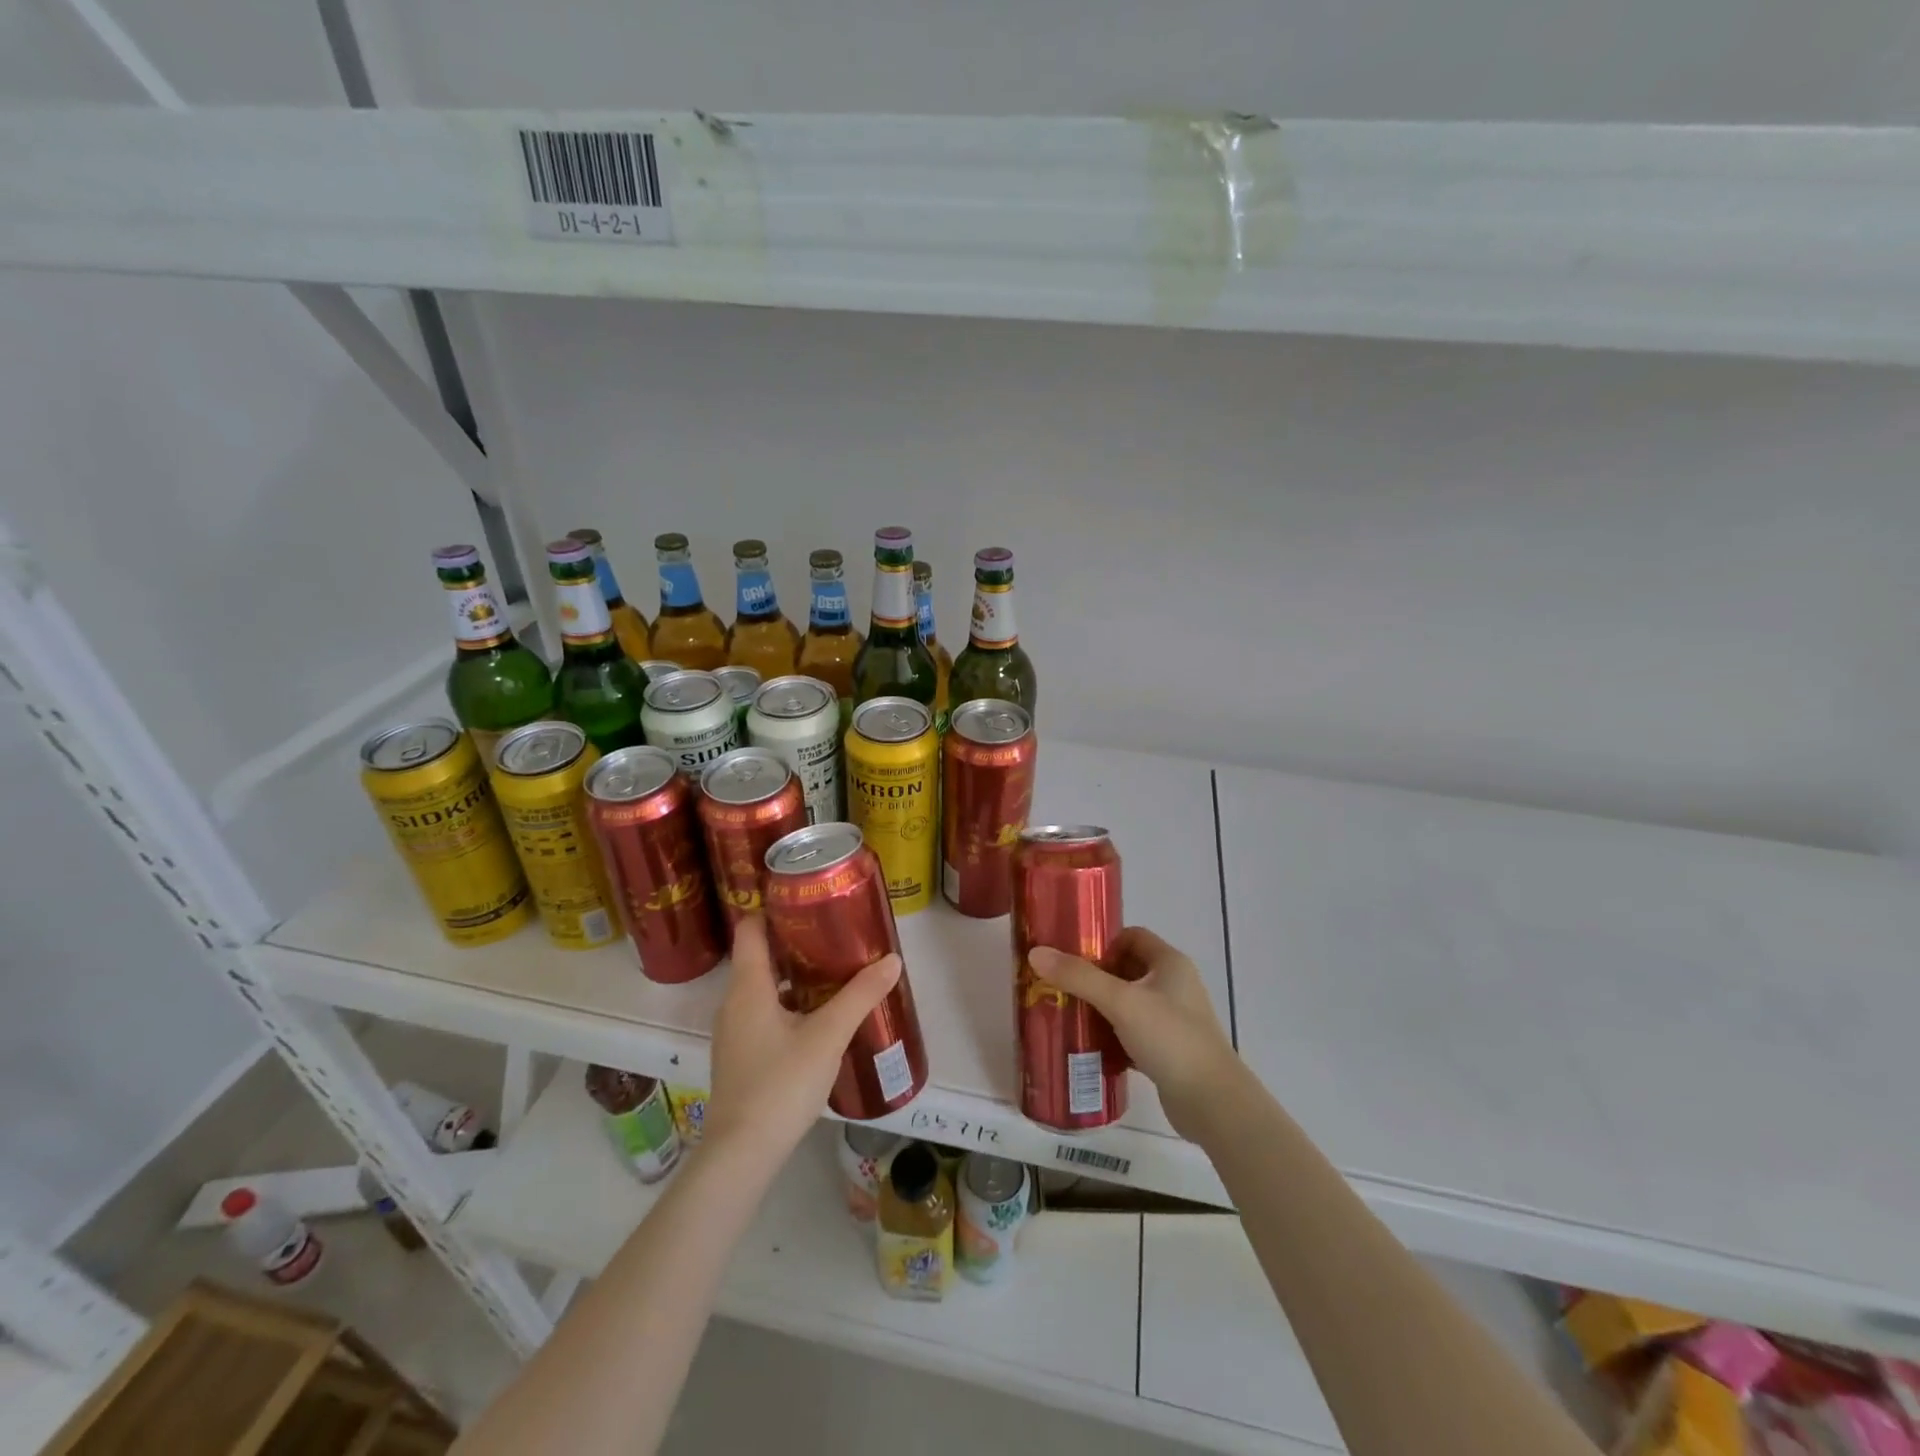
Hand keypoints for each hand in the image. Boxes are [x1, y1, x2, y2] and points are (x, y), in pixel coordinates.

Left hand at [703, 916, 901, 1159]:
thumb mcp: (828, 1036)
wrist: (742, 1155)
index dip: (774, 909)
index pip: (751, 930)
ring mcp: (734, 1032)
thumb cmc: (781, 1084)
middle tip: (835, 933)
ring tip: (834, 971)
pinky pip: (764, 1013)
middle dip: (795, 942)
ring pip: (763, 988)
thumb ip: (860, 995)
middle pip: (760, 957)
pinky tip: (819, 1017)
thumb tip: (892, 959)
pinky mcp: (741, 1056)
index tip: (808, 899)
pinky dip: (789, 1003)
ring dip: (794, 975)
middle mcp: (734, 1003)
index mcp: (748, 987)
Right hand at [1029, 927, 1240, 1140]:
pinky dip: (1112, 1035)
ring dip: (1100, 1007)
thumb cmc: (1170, 1038)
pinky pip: (1132, 1032)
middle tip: (1060, 986)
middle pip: (1126, 969)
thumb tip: (1036, 953)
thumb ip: (1078, 977)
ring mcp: (1173, 1019)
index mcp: (1170, 963)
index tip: (1071, 956)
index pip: (1131, 936)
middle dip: (1094, 976)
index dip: (1102, 942)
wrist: (1211, 1103)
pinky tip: (1087, 1045)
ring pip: (1128, 1003)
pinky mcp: (1168, 1049)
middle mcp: (1174, 985)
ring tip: (1067, 1013)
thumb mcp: (1120, 1001)